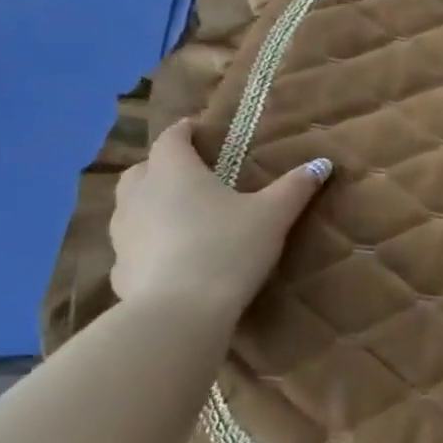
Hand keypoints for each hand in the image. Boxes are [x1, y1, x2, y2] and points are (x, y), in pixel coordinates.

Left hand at [109, 120, 331, 324]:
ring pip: (129, 206)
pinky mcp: (119, 270)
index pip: (171, 138)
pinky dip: (146, 243)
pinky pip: (131, 245)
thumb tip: (323, 163)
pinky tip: (168, 258)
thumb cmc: (228, 248)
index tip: (198, 129)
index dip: (184, 131)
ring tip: (179, 214)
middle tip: (190, 174)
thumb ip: (295, 187)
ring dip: (149, 203)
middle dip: (161, 166)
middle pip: (142, 169)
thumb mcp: (273, 215)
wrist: (180, 313)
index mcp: (174, 172)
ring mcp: (123, 234)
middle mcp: (140, 195)